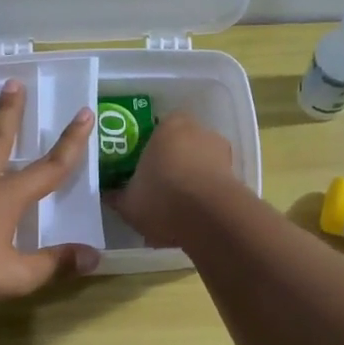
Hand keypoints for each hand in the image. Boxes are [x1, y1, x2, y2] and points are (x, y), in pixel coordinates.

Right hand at [109, 112, 234, 248]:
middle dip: (171, 166)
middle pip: (181, 146)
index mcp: (169, 125)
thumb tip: (107, 195)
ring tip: (176, 210)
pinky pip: (214, 184)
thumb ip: (116, 195)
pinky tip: (193, 218)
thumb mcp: (128, 201)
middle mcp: (199, 131)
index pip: (156, 130)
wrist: (209, 219)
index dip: (148, 151)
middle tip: (157, 190)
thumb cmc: (162, 198)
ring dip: (191, 182)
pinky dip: (205, 197)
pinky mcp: (237, 176)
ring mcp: (221, 153)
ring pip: (200, 165)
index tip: (141, 171)